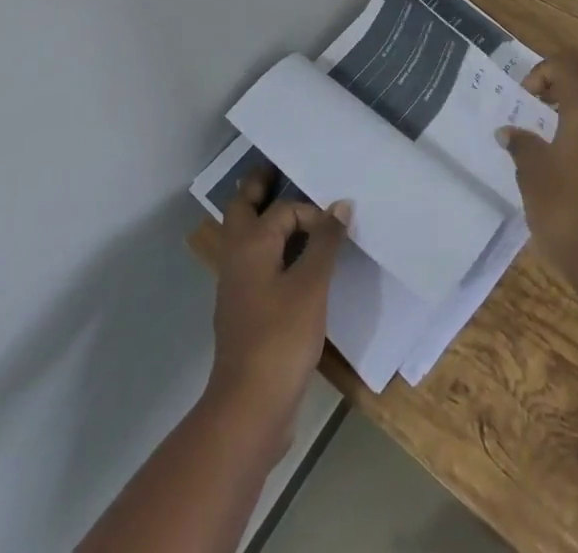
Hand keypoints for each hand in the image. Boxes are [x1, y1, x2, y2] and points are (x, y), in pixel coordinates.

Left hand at [207, 173, 350, 438]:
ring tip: (294, 212)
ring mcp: (238, 288)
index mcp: (250, 246)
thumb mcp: (311, 285)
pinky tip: (297, 264)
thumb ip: (325, 242)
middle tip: (276, 169)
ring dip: (264, 220)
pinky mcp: (247, 313)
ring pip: (247, 239)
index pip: (281, 210)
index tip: (335, 227)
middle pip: (243, 210)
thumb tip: (340, 204)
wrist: (250, 407)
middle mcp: (238, 260)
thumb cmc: (280, 337)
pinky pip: (258, 265)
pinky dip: (273, 252)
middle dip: (258, 188)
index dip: (310, 213)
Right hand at [498, 56, 577, 277]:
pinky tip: (568, 154)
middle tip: (546, 97)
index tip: (526, 99)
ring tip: (553, 126)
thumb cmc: (566, 206)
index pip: (569, 65)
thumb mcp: (533, 172)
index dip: (543, 71)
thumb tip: (509, 132)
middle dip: (572, 75)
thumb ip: (522, 144)